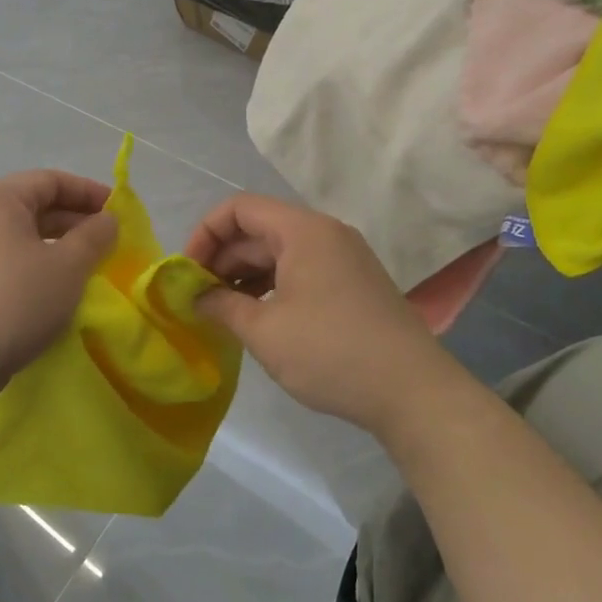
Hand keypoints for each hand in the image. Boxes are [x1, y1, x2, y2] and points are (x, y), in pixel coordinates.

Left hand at [0, 169, 117, 399]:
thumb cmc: (16, 299)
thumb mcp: (68, 266)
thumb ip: (94, 236)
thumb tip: (107, 220)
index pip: (50, 180)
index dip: (89, 192)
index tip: (118, 213)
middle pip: (33, 206)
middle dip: (74, 221)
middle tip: (108, 242)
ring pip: (19, 237)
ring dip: (56, 247)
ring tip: (87, 268)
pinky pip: (5, 261)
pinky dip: (34, 267)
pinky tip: (55, 291)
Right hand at [185, 194, 452, 441]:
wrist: (415, 393)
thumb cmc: (332, 354)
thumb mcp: (265, 332)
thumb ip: (222, 305)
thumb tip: (195, 296)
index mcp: (302, 230)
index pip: (239, 208)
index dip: (205, 233)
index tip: (186, 271)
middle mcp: (324, 233)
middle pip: (258, 229)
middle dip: (222, 258)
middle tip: (197, 296)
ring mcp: (343, 257)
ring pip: (279, 251)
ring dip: (245, 274)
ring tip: (221, 310)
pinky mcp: (353, 282)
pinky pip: (301, 269)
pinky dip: (272, 285)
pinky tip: (257, 316)